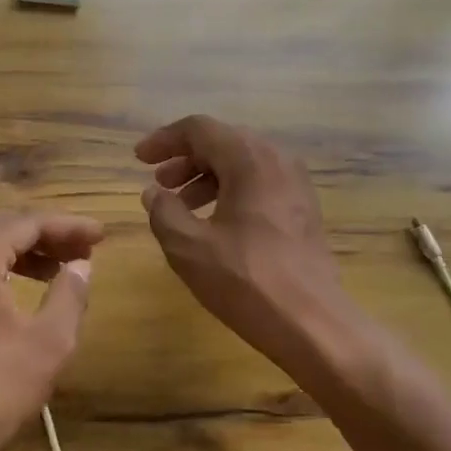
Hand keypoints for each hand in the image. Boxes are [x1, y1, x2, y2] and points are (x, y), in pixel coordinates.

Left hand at [0, 211, 102, 450]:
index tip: (100, 235)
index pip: (26, 224)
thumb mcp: (49, 342)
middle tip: (82, 250)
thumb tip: (80, 266)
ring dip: (19, 254)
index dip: (67, 226)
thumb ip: (70, 293)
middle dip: (44, 236)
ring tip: (55, 271)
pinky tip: (14, 294)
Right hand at [136, 115, 362, 376]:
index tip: (139, 160)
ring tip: (180, 206)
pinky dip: (231, 191)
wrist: (311, 321)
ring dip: (207, 177)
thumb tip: (154, 193)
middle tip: (159, 184)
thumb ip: (164, 211)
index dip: (164, 140)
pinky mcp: (303, 208)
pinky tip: (214, 222)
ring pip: (243, 164)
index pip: (199, 128)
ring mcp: (296, 183)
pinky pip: (260, 183)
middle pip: (223, 142)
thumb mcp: (188, 247)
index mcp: (249, 158)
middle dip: (186, 159)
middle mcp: (277, 159)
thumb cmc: (245, 280)